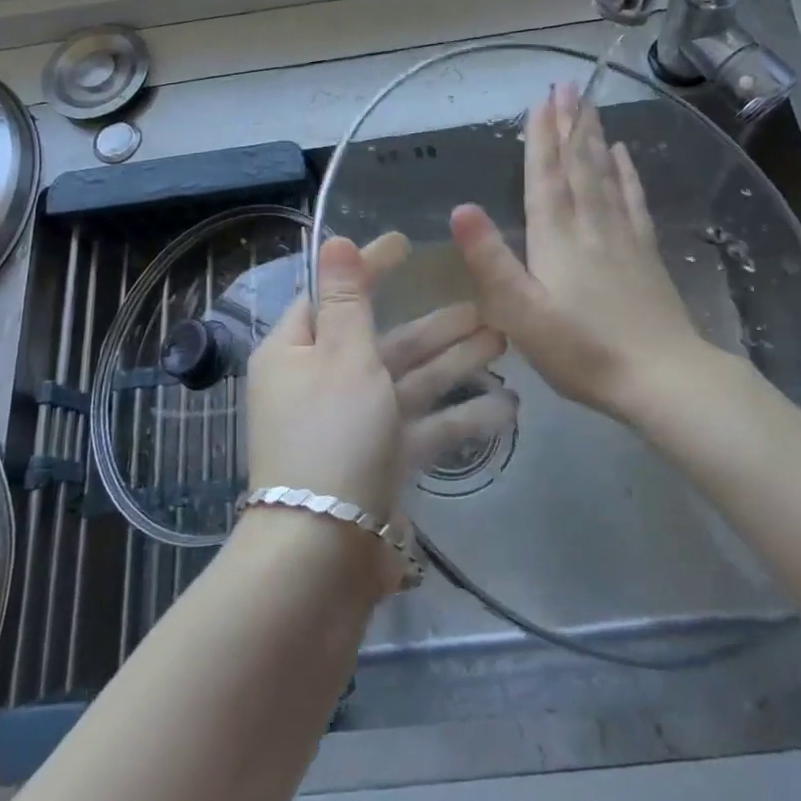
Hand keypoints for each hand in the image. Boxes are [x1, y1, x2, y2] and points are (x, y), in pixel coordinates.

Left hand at [246, 233, 512, 520]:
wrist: (322, 559)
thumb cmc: (331, 437)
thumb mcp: (343, 357)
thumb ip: (348, 298)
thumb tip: (333, 240)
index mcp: (296, 352)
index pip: (333, 294)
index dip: (370, 267)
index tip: (408, 243)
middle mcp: (320, 384)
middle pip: (383, 341)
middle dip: (435, 325)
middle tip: (485, 307)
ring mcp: (352, 427)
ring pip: (408, 382)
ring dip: (454, 363)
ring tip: (504, 343)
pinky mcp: (378, 464)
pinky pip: (420, 428)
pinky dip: (456, 417)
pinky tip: (505, 409)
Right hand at [450, 83, 708, 420]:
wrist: (663, 378)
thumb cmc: (582, 351)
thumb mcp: (521, 314)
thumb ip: (491, 261)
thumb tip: (460, 208)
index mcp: (557, 238)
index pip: (545, 177)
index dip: (541, 138)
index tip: (542, 100)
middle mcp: (590, 226)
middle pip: (578, 165)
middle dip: (570, 124)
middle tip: (568, 84)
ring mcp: (623, 237)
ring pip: (605, 175)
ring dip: (594, 138)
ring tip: (589, 106)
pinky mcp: (646, 253)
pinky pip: (633, 201)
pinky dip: (627, 173)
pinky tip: (625, 154)